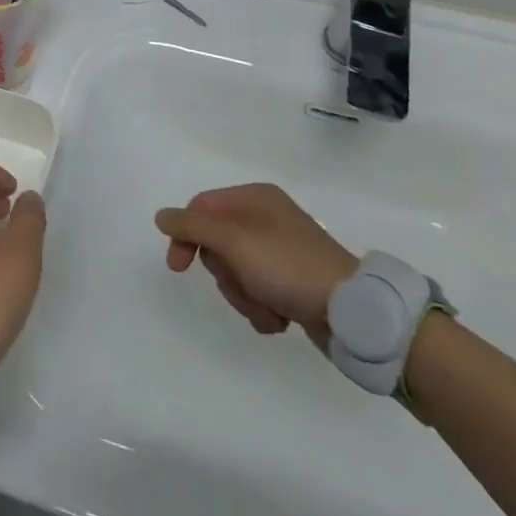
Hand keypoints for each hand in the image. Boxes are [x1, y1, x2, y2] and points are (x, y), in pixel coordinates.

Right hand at [155, 183, 355, 341]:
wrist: (353, 312)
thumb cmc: (288, 267)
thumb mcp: (233, 241)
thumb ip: (193, 226)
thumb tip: (162, 216)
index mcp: (255, 198)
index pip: (201, 208)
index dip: (185, 235)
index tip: (177, 267)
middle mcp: (267, 219)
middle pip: (217, 243)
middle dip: (225, 273)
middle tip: (243, 284)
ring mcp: (281, 251)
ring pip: (236, 272)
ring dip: (244, 296)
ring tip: (267, 306)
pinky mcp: (292, 281)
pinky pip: (258, 291)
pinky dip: (262, 307)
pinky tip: (280, 317)